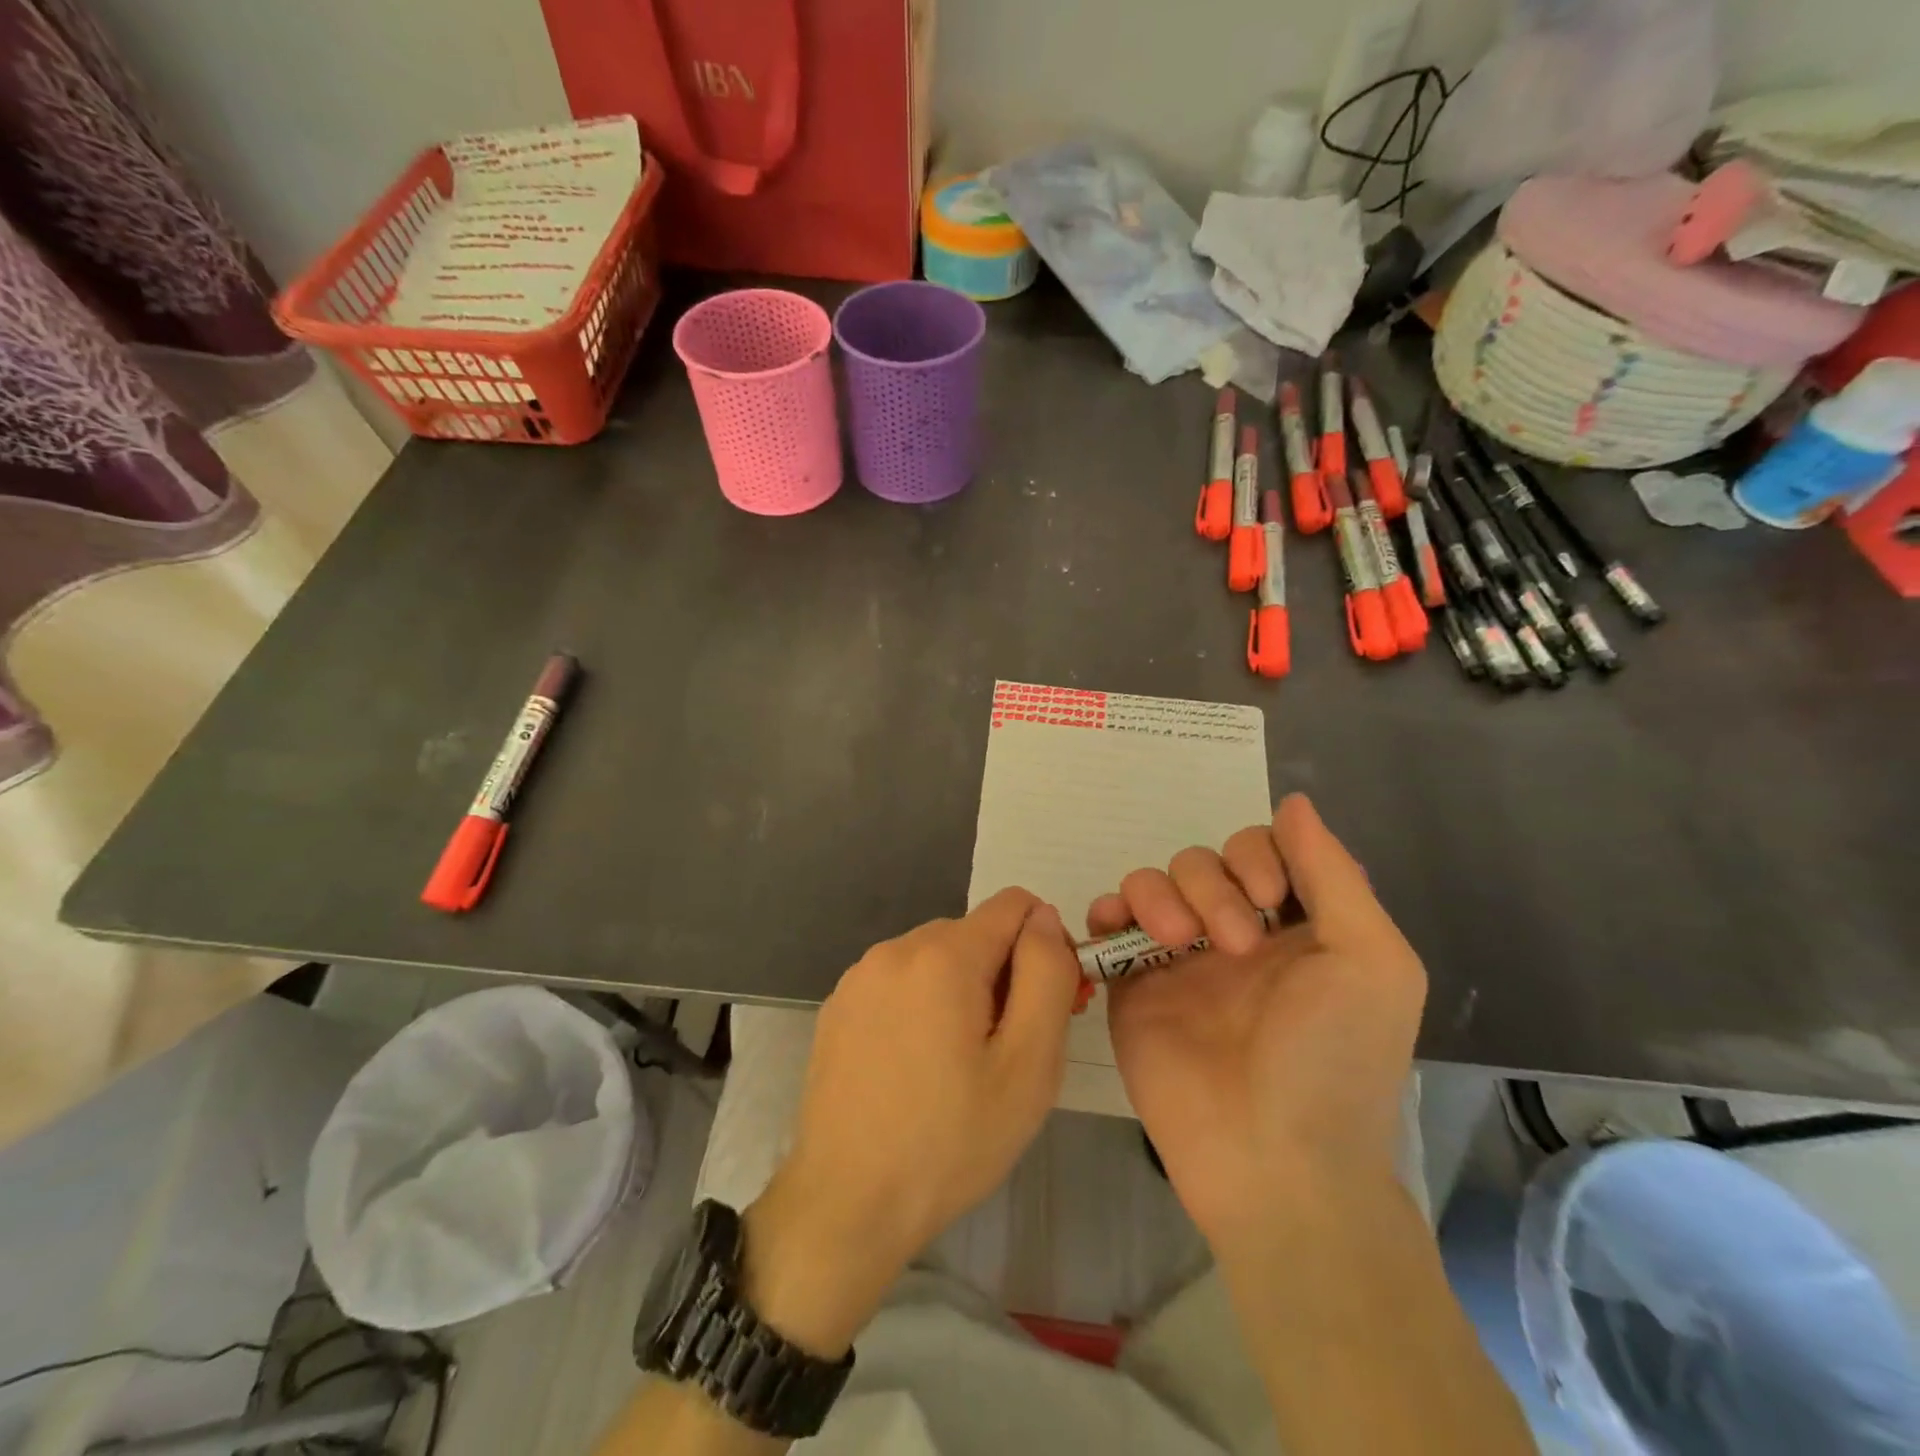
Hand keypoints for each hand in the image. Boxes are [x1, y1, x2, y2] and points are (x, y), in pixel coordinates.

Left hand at [742, 889, 1081, 1354]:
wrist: (847, 1204)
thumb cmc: (952, 1139)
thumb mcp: (1028, 1064)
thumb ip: (1047, 975)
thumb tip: (1045, 918)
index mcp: (944, 954)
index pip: (1014, 905)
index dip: (1044, 944)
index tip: (1048, 1003)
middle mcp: (896, 948)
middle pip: (974, 933)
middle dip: (1002, 973)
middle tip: (1009, 1049)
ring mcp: (860, 976)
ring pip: (936, 958)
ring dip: (961, 990)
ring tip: (960, 1065)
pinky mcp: (838, 1006)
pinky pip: (899, 982)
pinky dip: (921, 1005)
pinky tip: (916, 1067)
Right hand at [1091, 794, 1425, 1252]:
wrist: (1271, 1157)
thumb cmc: (1334, 1058)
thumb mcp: (1370, 961)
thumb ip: (1332, 874)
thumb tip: (1294, 801)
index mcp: (1293, 926)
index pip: (1259, 849)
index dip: (1256, 855)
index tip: (1268, 898)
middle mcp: (1233, 932)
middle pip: (1201, 860)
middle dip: (1212, 886)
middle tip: (1233, 947)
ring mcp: (1178, 958)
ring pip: (1152, 882)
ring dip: (1161, 895)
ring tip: (1178, 944)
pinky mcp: (1132, 983)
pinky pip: (1108, 922)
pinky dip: (1108, 911)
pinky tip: (1119, 929)